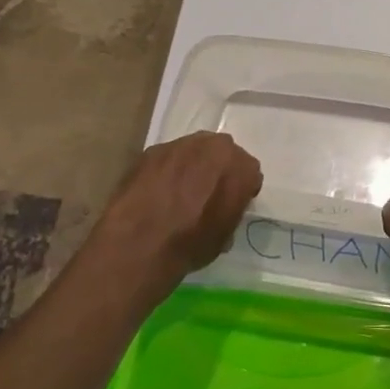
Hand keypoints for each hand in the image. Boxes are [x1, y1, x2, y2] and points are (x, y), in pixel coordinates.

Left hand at [92, 131, 262, 286]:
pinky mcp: (153, 150)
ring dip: (192, 167)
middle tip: (206, 195)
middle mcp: (216, 147)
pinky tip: (157, 192)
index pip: (250, 174)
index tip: (231, 205)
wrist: (139, 243)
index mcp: (242, 167)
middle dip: (218, 171)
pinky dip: (167, 171)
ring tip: (178, 193)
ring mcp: (182, 144)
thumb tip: (223, 209)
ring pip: (194, 151)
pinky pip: (168, 158)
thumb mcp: (225, 236)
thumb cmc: (191, 244)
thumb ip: (231, 211)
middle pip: (223, 154)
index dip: (241, 190)